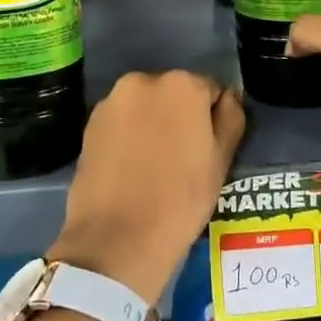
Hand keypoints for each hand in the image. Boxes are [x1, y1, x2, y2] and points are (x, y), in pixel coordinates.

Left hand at [48, 72, 245, 305]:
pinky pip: (121, 121)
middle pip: (174, 93)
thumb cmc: (180, 200)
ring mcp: (112, 101)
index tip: (207, 150)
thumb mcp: (221, 161)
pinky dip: (128, 134)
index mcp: (182, 84)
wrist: (116, 240)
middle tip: (182, 159)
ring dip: (153, 123)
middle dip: (181, 116)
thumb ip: (231, 118)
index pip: (210, 91)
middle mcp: (144, 80)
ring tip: (154, 166)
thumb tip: (229, 97)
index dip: (213, 120)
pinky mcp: (89, 123)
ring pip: (145, 106)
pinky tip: (130, 168)